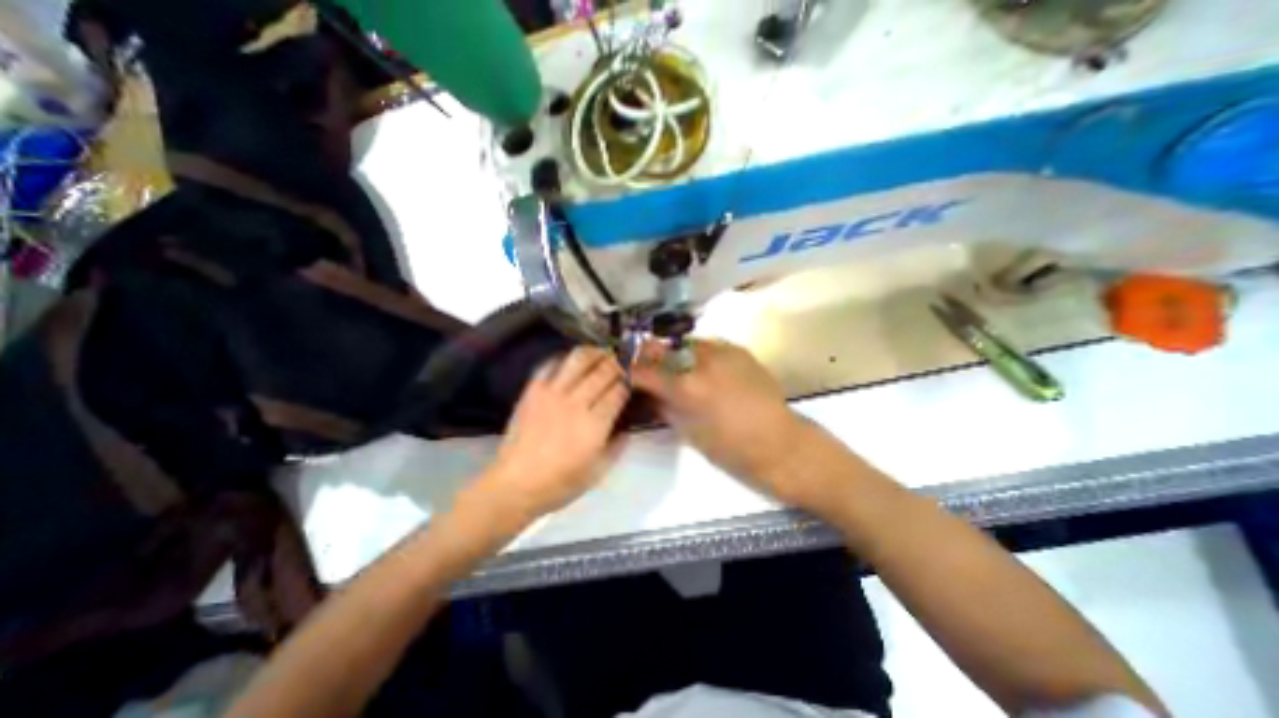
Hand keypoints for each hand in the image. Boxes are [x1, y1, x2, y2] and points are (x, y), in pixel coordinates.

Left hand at [469, 349, 628, 525]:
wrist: (515, 484)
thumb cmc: (560, 483)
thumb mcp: (598, 472)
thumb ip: (617, 446)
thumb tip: (627, 427)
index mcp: (595, 425)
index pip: (618, 391)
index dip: (629, 382)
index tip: (633, 381)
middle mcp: (576, 403)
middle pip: (603, 371)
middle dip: (617, 364)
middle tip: (622, 363)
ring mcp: (552, 393)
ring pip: (578, 360)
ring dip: (594, 353)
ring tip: (601, 353)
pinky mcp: (533, 391)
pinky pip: (550, 364)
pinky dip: (564, 358)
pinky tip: (571, 361)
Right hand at [631, 340, 828, 505]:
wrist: (779, 443)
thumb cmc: (729, 448)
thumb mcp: (687, 430)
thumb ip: (663, 405)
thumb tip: (649, 392)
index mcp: (686, 387)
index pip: (645, 370)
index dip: (632, 372)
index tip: (629, 375)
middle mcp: (701, 361)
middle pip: (662, 347)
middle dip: (651, 357)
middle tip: (651, 368)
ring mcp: (722, 351)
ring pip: (686, 344)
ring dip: (677, 355)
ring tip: (681, 370)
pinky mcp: (739, 350)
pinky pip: (709, 346)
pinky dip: (700, 356)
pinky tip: (706, 370)